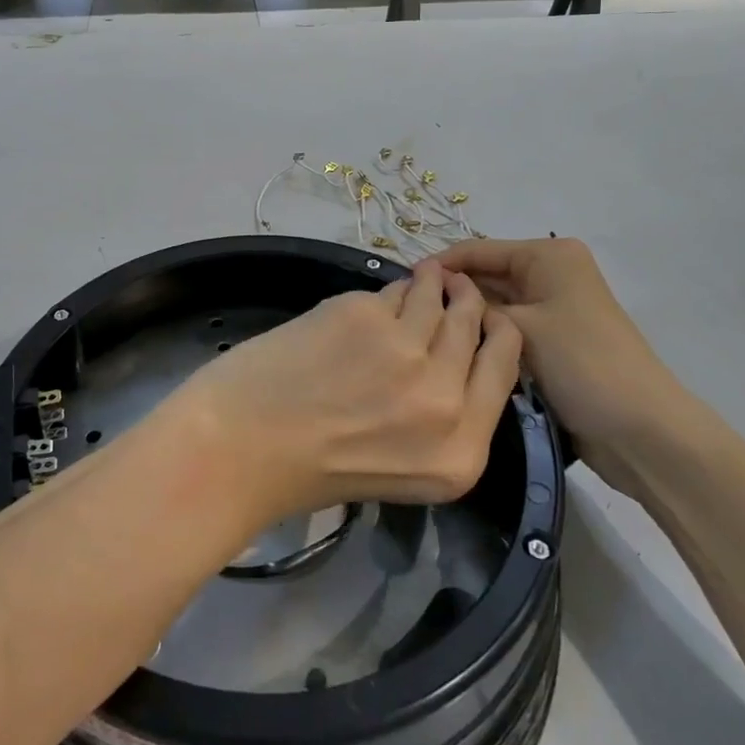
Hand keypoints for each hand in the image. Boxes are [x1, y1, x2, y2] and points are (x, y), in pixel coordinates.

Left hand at [171, 262, 522, 524]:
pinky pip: (392, 290)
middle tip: (456, 286)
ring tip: (426, 275)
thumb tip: (452, 357)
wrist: (239, 445)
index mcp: (461, 454)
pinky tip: (380, 293)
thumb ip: (438, 419)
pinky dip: (391, 289)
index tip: (487, 317)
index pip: (505, 369)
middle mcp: (444, 401)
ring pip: (437, 297)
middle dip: (467, 300)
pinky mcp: (365, 314)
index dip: (498, 333)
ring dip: (433, 282)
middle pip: (476, 326)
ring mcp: (406, 351)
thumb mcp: (401, 467)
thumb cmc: (309, 470)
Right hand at [430, 238, 697, 490]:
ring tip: (422, 334)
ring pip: (495, 305)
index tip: (398, 286)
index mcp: (548, 255)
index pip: (478, 249)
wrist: (642, 431)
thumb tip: (435, 292)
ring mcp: (553, 308)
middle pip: (486, 275)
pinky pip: (508, 330)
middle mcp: (551, 273)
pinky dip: (485, 338)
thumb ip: (473, 306)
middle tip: (406, 316)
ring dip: (467, 319)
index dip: (439, 266)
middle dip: (452, 294)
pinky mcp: (553, 340)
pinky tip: (454, 352)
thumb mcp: (520, 328)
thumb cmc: (581, 364)